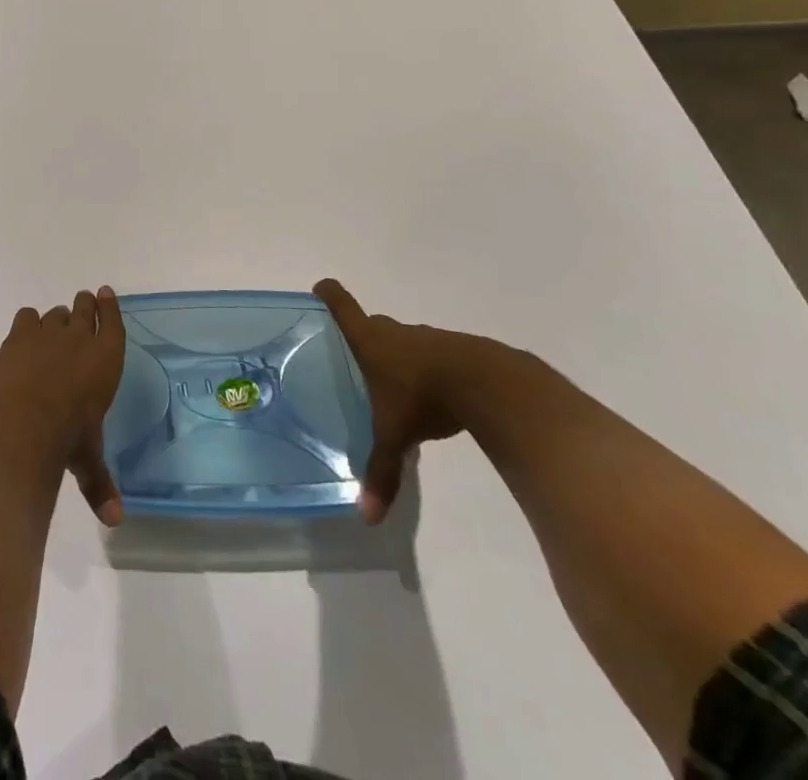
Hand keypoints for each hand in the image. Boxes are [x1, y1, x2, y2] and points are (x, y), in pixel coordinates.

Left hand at [0, 287, 126, 526]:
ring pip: (57, 313)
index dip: (111, 307)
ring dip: (57, 319)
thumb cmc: (69, 439)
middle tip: (83, 304)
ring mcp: (49, 333)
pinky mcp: (20, 335)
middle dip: (85, 305)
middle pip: (85, 309)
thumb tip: (116, 522)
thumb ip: (101, 484)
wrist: (27, 422)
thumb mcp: (88, 461)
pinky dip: (28, 324)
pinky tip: (26, 335)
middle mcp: (81, 339)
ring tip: (53, 328)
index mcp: (106, 361)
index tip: (107, 293)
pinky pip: (27, 316)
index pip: (114, 323)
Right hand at [315, 277, 486, 523]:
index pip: (340, 304)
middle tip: (352, 359)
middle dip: (362, 336)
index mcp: (369, 339)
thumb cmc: (424, 396)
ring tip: (392, 385)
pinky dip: (426, 369)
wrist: (488, 383)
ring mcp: (427, 338)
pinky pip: (431, 355)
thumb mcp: (396, 436)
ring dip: (397, 355)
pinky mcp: (456, 351)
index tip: (319, 291)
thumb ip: (382, 471)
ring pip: (404, 341)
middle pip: (372, 323)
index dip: (328, 295)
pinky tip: (431, 398)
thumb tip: (367, 517)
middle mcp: (395, 331)